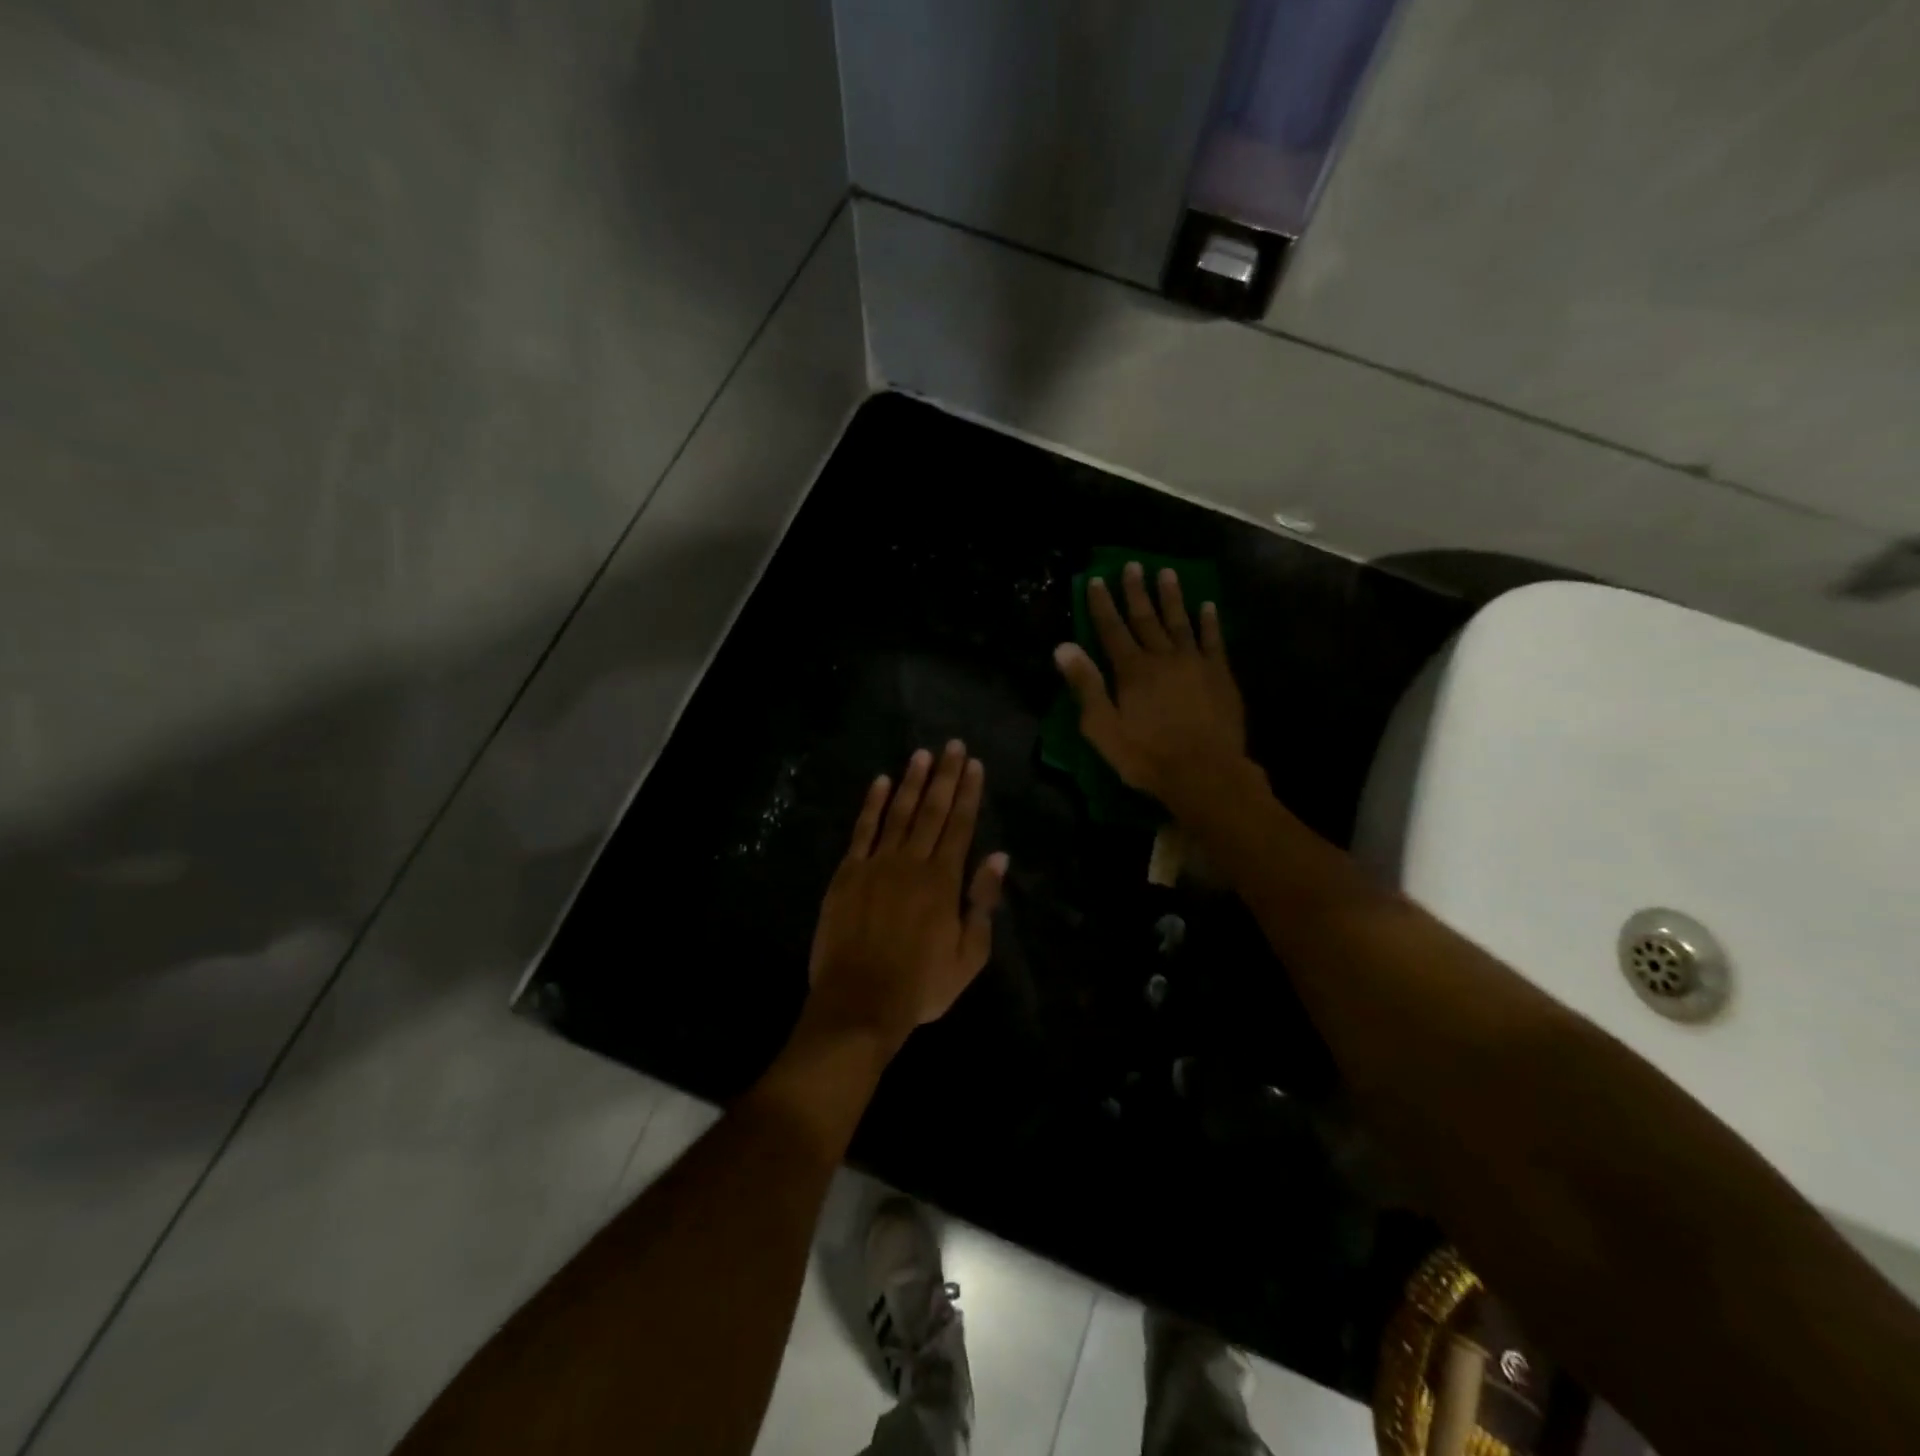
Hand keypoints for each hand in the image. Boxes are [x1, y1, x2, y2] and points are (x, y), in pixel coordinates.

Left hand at [805, 743, 1007, 1053]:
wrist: (860, 1003)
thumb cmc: (921, 985)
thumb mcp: (970, 955)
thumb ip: (983, 903)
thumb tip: (998, 857)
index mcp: (944, 881)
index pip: (960, 825)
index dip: (968, 793)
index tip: (974, 765)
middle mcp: (912, 862)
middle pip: (932, 811)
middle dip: (945, 776)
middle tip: (952, 745)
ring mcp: (876, 865)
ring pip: (899, 813)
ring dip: (912, 782)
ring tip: (921, 754)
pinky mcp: (847, 874)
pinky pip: (862, 831)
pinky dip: (872, 805)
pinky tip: (880, 783)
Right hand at [1053, 562, 1250, 813]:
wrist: (1205, 774)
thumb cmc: (1146, 756)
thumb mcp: (1102, 728)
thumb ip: (1085, 686)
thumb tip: (1062, 647)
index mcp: (1132, 670)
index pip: (1112, 629)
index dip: (1102, 604)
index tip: (1096, 579)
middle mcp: (1163, 657)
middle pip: (1146, 618)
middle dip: (1136, 592)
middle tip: (1133, 565)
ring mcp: (1195, 663)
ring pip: (1180, 622)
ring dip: (1172, 597)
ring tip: (1166, 572)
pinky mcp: (1220, 675)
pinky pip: (1214, 640)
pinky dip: (1209, 622)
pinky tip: (1207, 606)